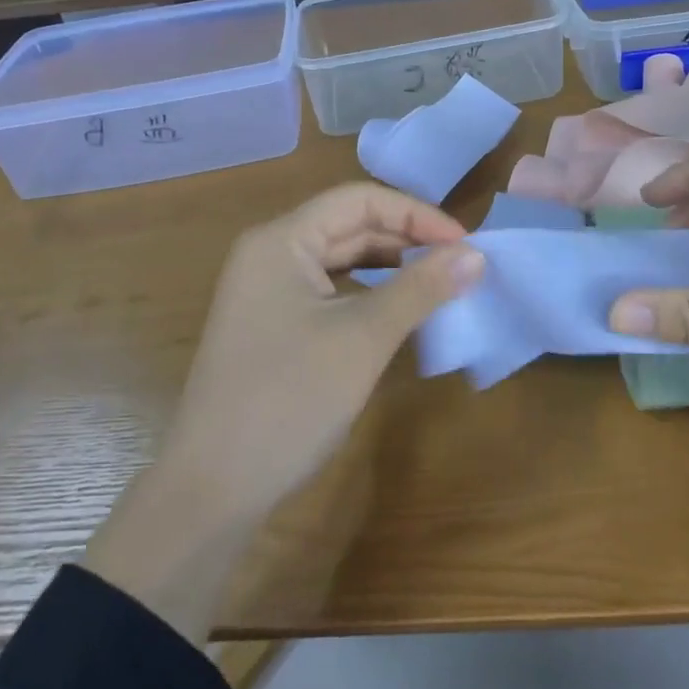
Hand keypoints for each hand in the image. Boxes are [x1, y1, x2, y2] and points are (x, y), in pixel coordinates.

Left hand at [159, 182, 482, 520]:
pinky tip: (399, 311)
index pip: (359, 200)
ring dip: (391, 267)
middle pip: (349, 225)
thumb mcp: (363, 339)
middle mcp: (270, 254)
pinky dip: (368, 294)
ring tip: (439, 284)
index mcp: (281, 240)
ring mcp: (267, 291)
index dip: (416, 214)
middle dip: (407, 240)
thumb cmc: (288, 400)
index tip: (464, 244)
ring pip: (341, 259)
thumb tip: (476, 254)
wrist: (212, 489)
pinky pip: (330, 291)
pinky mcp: (273, 324)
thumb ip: (420, 289)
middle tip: (461, 265)